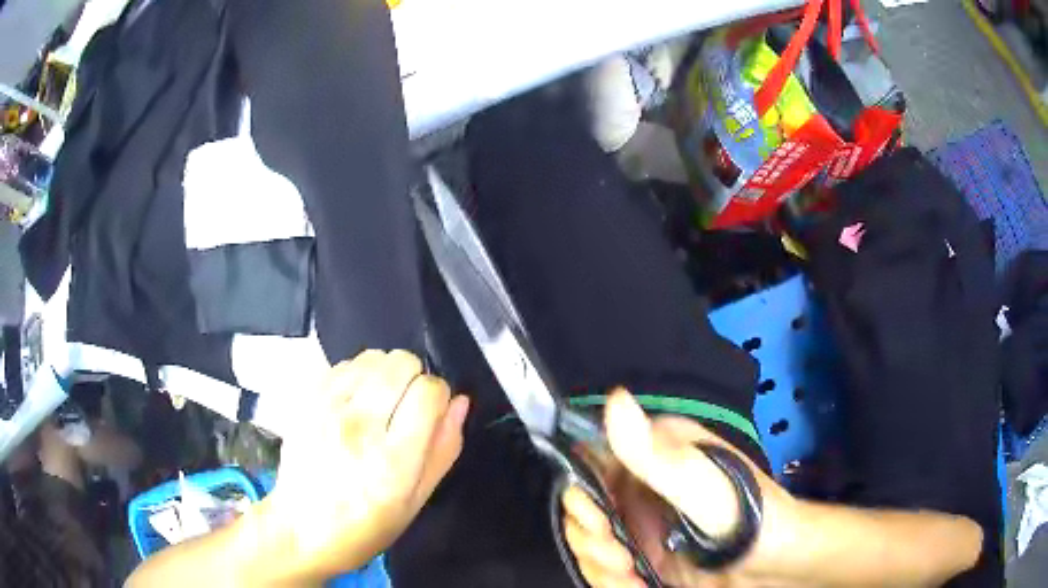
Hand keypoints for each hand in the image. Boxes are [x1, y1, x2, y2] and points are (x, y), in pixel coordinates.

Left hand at [264, 349, 469, 580]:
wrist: (302, 528)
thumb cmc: (366, 525)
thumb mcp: (417, 501)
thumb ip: (443, 449)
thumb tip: (459, 403)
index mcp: (393, 459)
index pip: (429, 391)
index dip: (438, 397)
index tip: (431, 414)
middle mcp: (359, 426)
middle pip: (401, 363)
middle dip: (413, 379)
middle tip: (404, 409)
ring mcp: (327, 409)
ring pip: (373, 357)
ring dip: (384, 375)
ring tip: (377, 405)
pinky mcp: (307, 401)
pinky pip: (343, 364)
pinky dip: (357, 376)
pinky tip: (353, 402)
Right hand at [561, 390, 796, 587]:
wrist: (776, 562)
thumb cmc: (748, 516)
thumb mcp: (703, 487)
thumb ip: (656, 454)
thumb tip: (615, 398)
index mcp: (653, 453)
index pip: (588, 465)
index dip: (581, 496)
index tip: (600, 525)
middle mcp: (640, 485)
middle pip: (583, 512)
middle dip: (592, 541)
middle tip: (622, 559)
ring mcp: (640, 523)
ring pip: (590, 544)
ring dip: (601, 568)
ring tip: (633, 578)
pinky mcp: (644, 554)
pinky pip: (605, 567)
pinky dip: (611, 582)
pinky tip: (637, 585)